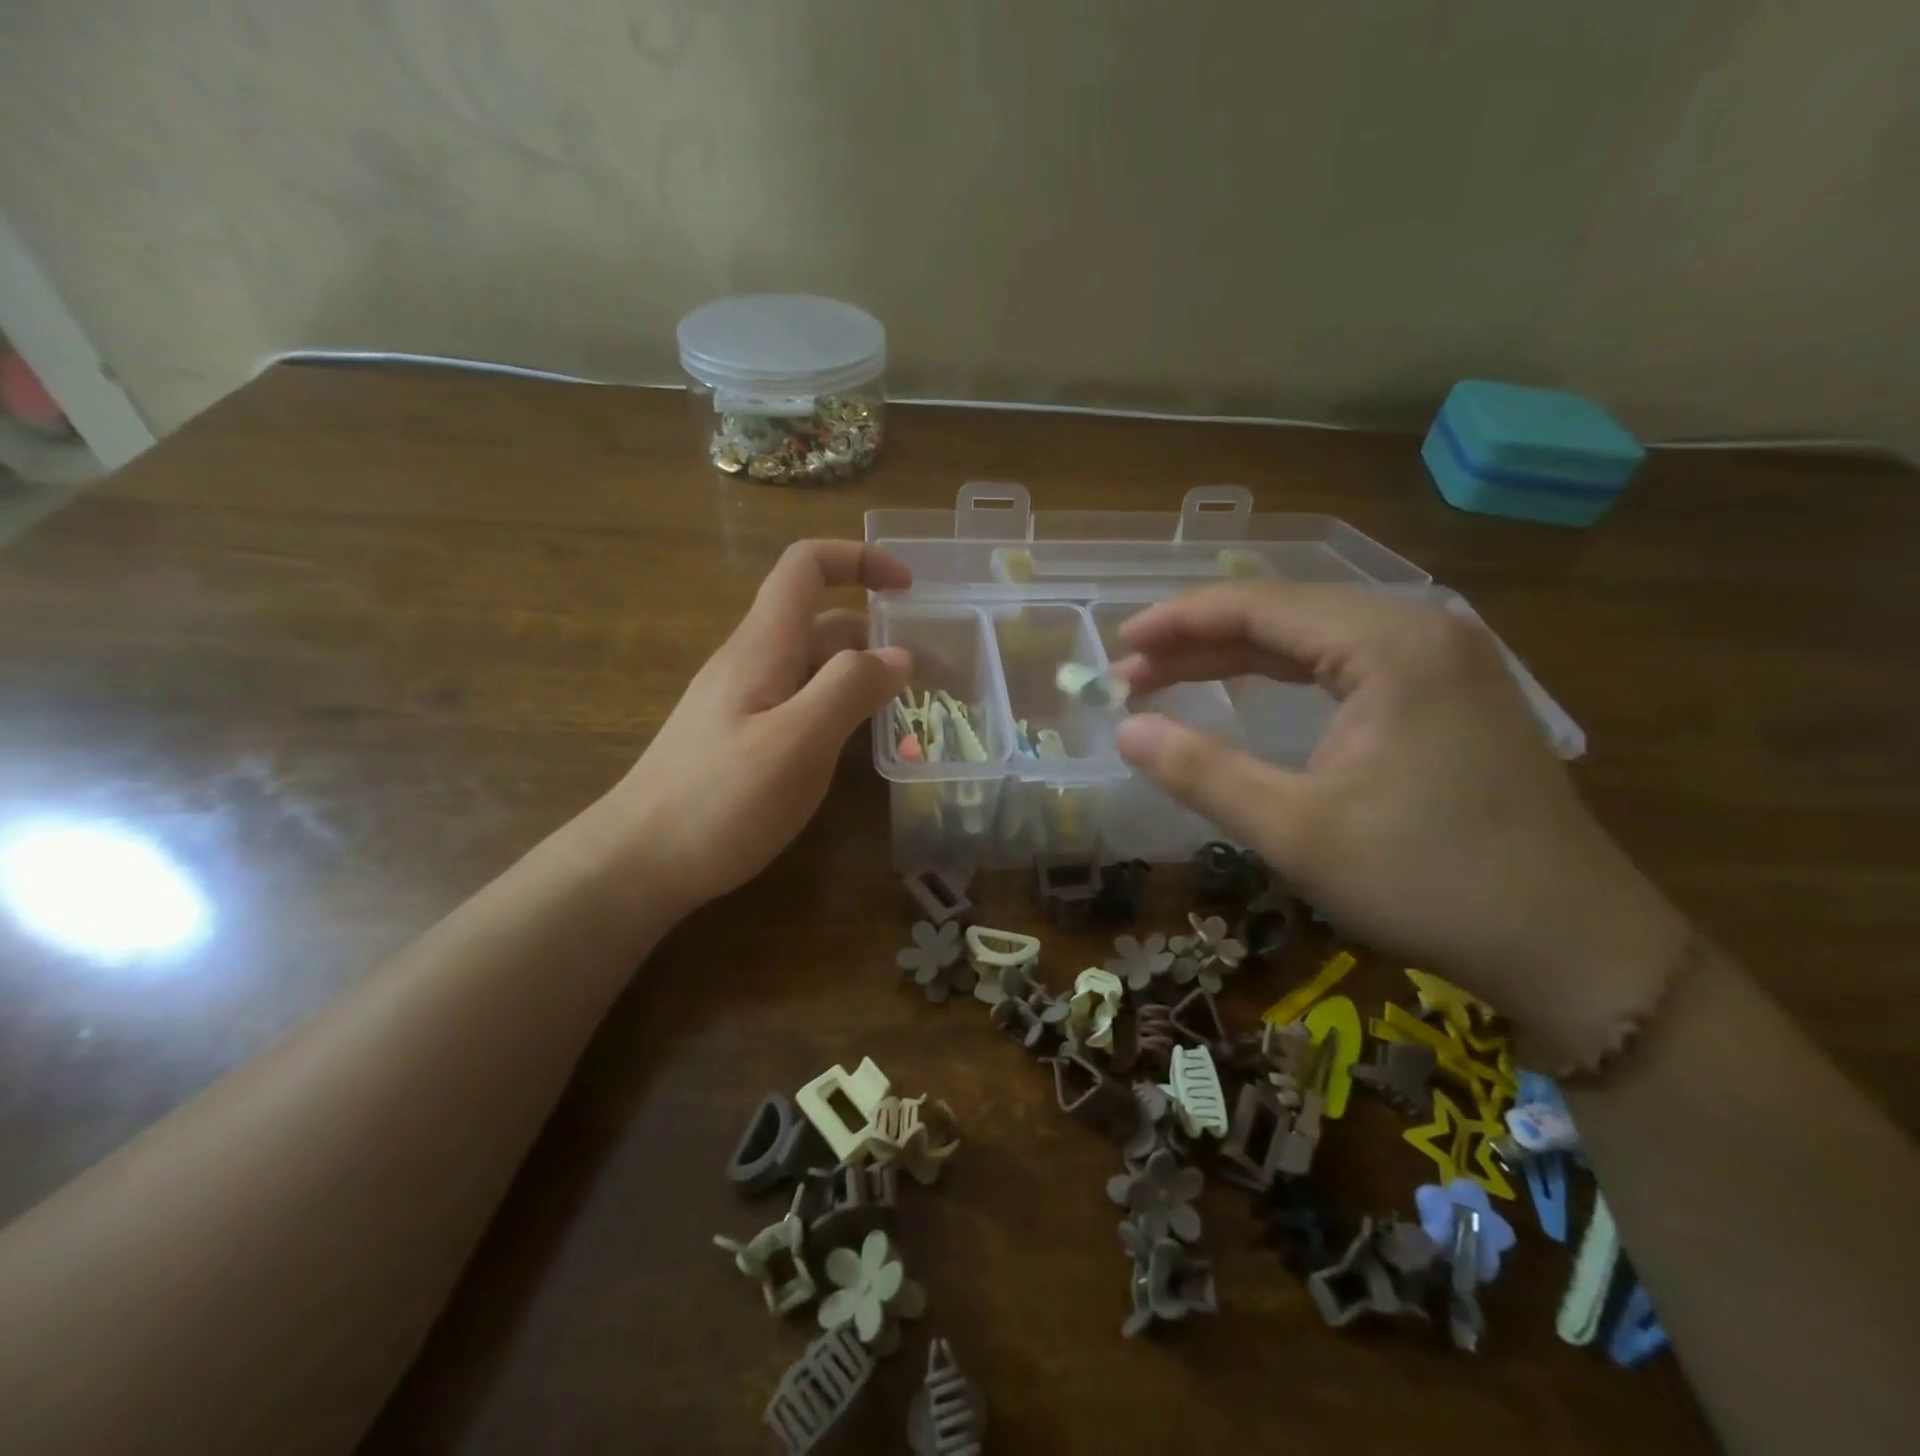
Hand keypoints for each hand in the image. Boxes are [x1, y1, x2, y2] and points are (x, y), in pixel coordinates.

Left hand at [607, 541, 910, 911]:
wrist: (639, 862)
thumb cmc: (719, 801)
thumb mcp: (797, 743)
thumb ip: (850, 690)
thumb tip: (901, 656)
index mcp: (763, 646)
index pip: (806, 567)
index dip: (858, 559)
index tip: (908, 590)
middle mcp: (753, 662)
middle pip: (821, 621)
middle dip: (878, 634)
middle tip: (932, 673)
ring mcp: (745, 702)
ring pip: (814, 666)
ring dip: (863, 674)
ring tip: (910, 708)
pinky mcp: (744, 737)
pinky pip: (801, 702)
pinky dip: (840, 706)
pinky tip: (859, 742)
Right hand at [1111, 583, 1688, 1040]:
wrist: (1571, 944)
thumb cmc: (1427, 881)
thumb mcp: (1295, 829)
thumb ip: (1201, 771)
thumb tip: (1123, 731)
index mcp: (1390, 645)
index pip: (1260, 606)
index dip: (1179, 622)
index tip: (1119, 646)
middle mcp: (1420, 630)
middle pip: (1285, 613)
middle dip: (1199, 641)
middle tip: (1130, 675)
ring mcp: (1442, 659)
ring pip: (1312, 638)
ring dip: (1235, 657)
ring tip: (1166, 678)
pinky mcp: (1448, 692)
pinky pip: (1344, 663)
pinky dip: (1283, 675)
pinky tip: (1244, 689)